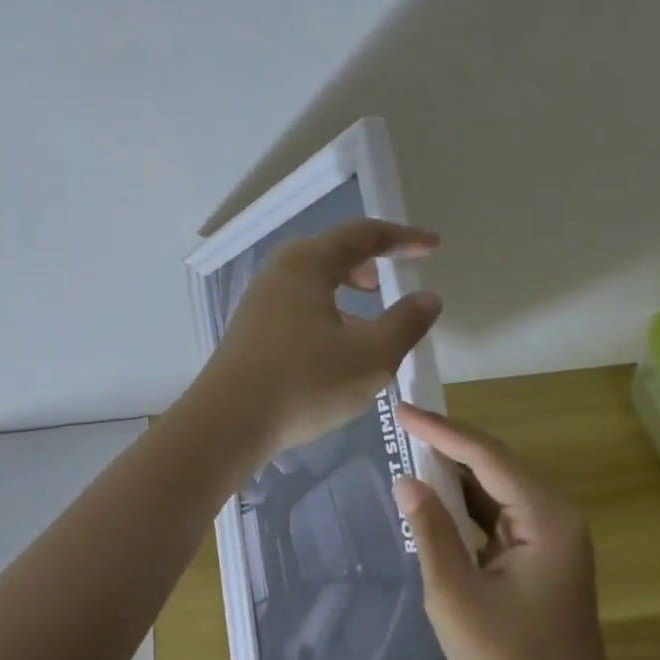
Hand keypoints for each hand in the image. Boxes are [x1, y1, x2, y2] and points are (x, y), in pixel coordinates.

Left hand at [200, 219, 443, 455]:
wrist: (227, 423)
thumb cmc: (305, 382)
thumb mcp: (371, 357)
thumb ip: (406, 323)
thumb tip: (428, 297)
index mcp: (308, 264)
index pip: (364, 235)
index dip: (403, 239)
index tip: (432, 247)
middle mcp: (280, 272)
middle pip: (332, 252)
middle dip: (369, 261)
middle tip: (390, 281)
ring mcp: (260, 301)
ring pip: (313, 281)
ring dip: (346, 290)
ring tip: (368, 319)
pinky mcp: (250, 330)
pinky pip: (298, 305)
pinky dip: (326, 312)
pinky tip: (335, 349)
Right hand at [393, 403, 633, 659]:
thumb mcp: (456, 596)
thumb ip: (431, 532)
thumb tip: (407, 482)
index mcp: (544, 517)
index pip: (486, 457)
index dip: (442, 431)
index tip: (402, 411)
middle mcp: (553, 515)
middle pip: (495, 464)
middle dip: (448, 443)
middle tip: (402, 422)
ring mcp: (550, 535)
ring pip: (496, 486)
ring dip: (456, 470)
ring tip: (412, 447)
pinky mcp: (540, 554)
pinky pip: (498, 512)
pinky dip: (466, 501)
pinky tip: (437, 495)